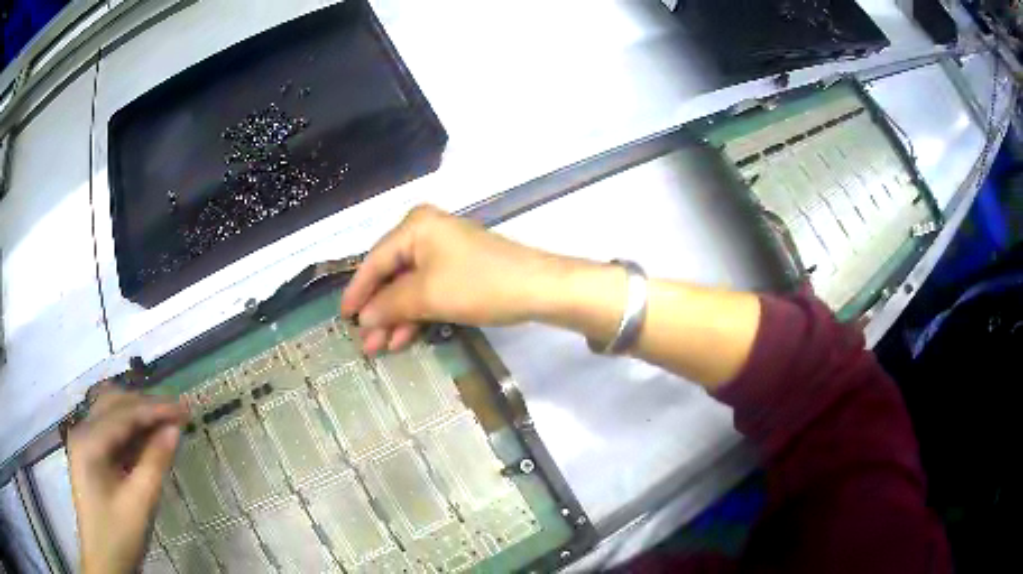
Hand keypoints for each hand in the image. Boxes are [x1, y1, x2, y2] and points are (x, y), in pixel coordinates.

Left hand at [68, 383, 188, 573]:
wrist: (102, 560)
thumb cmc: (119, 536)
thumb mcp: (140, 504)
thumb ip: (155, 463)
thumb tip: (174, 429)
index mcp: (90, 441)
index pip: (124, 412)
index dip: (156, 408)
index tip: (185, 409)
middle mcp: (82, 431)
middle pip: (114, 402)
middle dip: (146, 405)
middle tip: (178, 415)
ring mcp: (83, 441)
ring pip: (111, 411)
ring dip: (137, 413)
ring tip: (165, 424)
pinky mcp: (88, 453)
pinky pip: (109, 429)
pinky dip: (129, 429)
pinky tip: (146, 439)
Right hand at [341, 205, 567, 353]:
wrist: (538, 289)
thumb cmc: (478, 285)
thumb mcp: (427, 295)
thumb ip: (390, 305)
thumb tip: (364, 318)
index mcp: (415, 227)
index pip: (375, 261)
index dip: (357, 291)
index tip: (343, 318)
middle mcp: (426, 233)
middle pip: (391, 275)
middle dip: (378, 311)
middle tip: (364, 342)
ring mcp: (444, 251)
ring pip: (409, 287)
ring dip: (396, 317)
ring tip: (380, 347)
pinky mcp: (459, 270)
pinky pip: (428, 291)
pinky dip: (417, 314)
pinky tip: (404, 338)